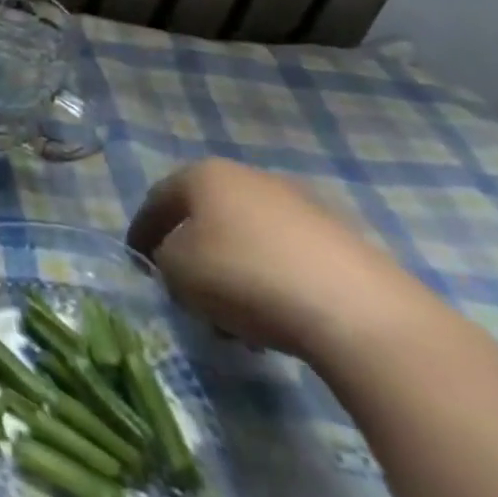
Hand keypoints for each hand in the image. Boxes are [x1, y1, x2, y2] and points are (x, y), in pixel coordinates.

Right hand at [127, 158, 438, 364]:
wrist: (360, 314)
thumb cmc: (245, 277)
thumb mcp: (178, 271)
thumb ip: (165, 260)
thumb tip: (178, 262)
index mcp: (206, 174)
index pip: (159, 199)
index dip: (142, 231)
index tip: (137, 261)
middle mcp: (252, 178)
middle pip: (209, 217)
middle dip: (194, 253)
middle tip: (187, 292)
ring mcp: (304, 206)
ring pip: (251, 239)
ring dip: (235, 272)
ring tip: (235, 321)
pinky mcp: (346, 242)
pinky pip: (291, 259)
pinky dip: (274, 283)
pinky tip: (277, 321)